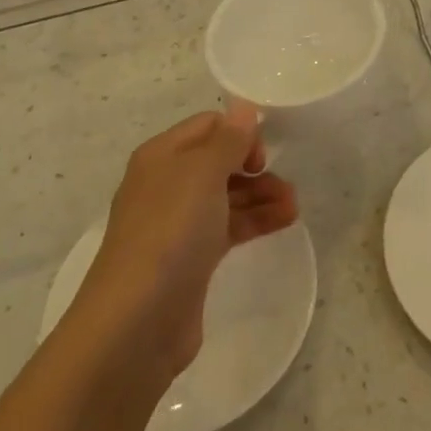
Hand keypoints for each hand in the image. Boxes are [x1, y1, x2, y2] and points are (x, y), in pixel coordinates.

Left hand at [77, 102, 298, 378]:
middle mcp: (166, 184)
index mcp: (162, 156)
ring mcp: (177, 224)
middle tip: (285, 183)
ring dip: (262, 195)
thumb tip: (244, 108)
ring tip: (294, 208)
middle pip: (219, 161)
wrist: (136, 322)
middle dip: (255, 168)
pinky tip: (284, 222)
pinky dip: (255, 221)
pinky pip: (228, 227)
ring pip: (227, 195)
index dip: (239, 133)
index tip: (263, 156)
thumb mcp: (203, 173)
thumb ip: (229, 139)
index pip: (208, 126)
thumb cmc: (171, 231)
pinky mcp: (190, 259)